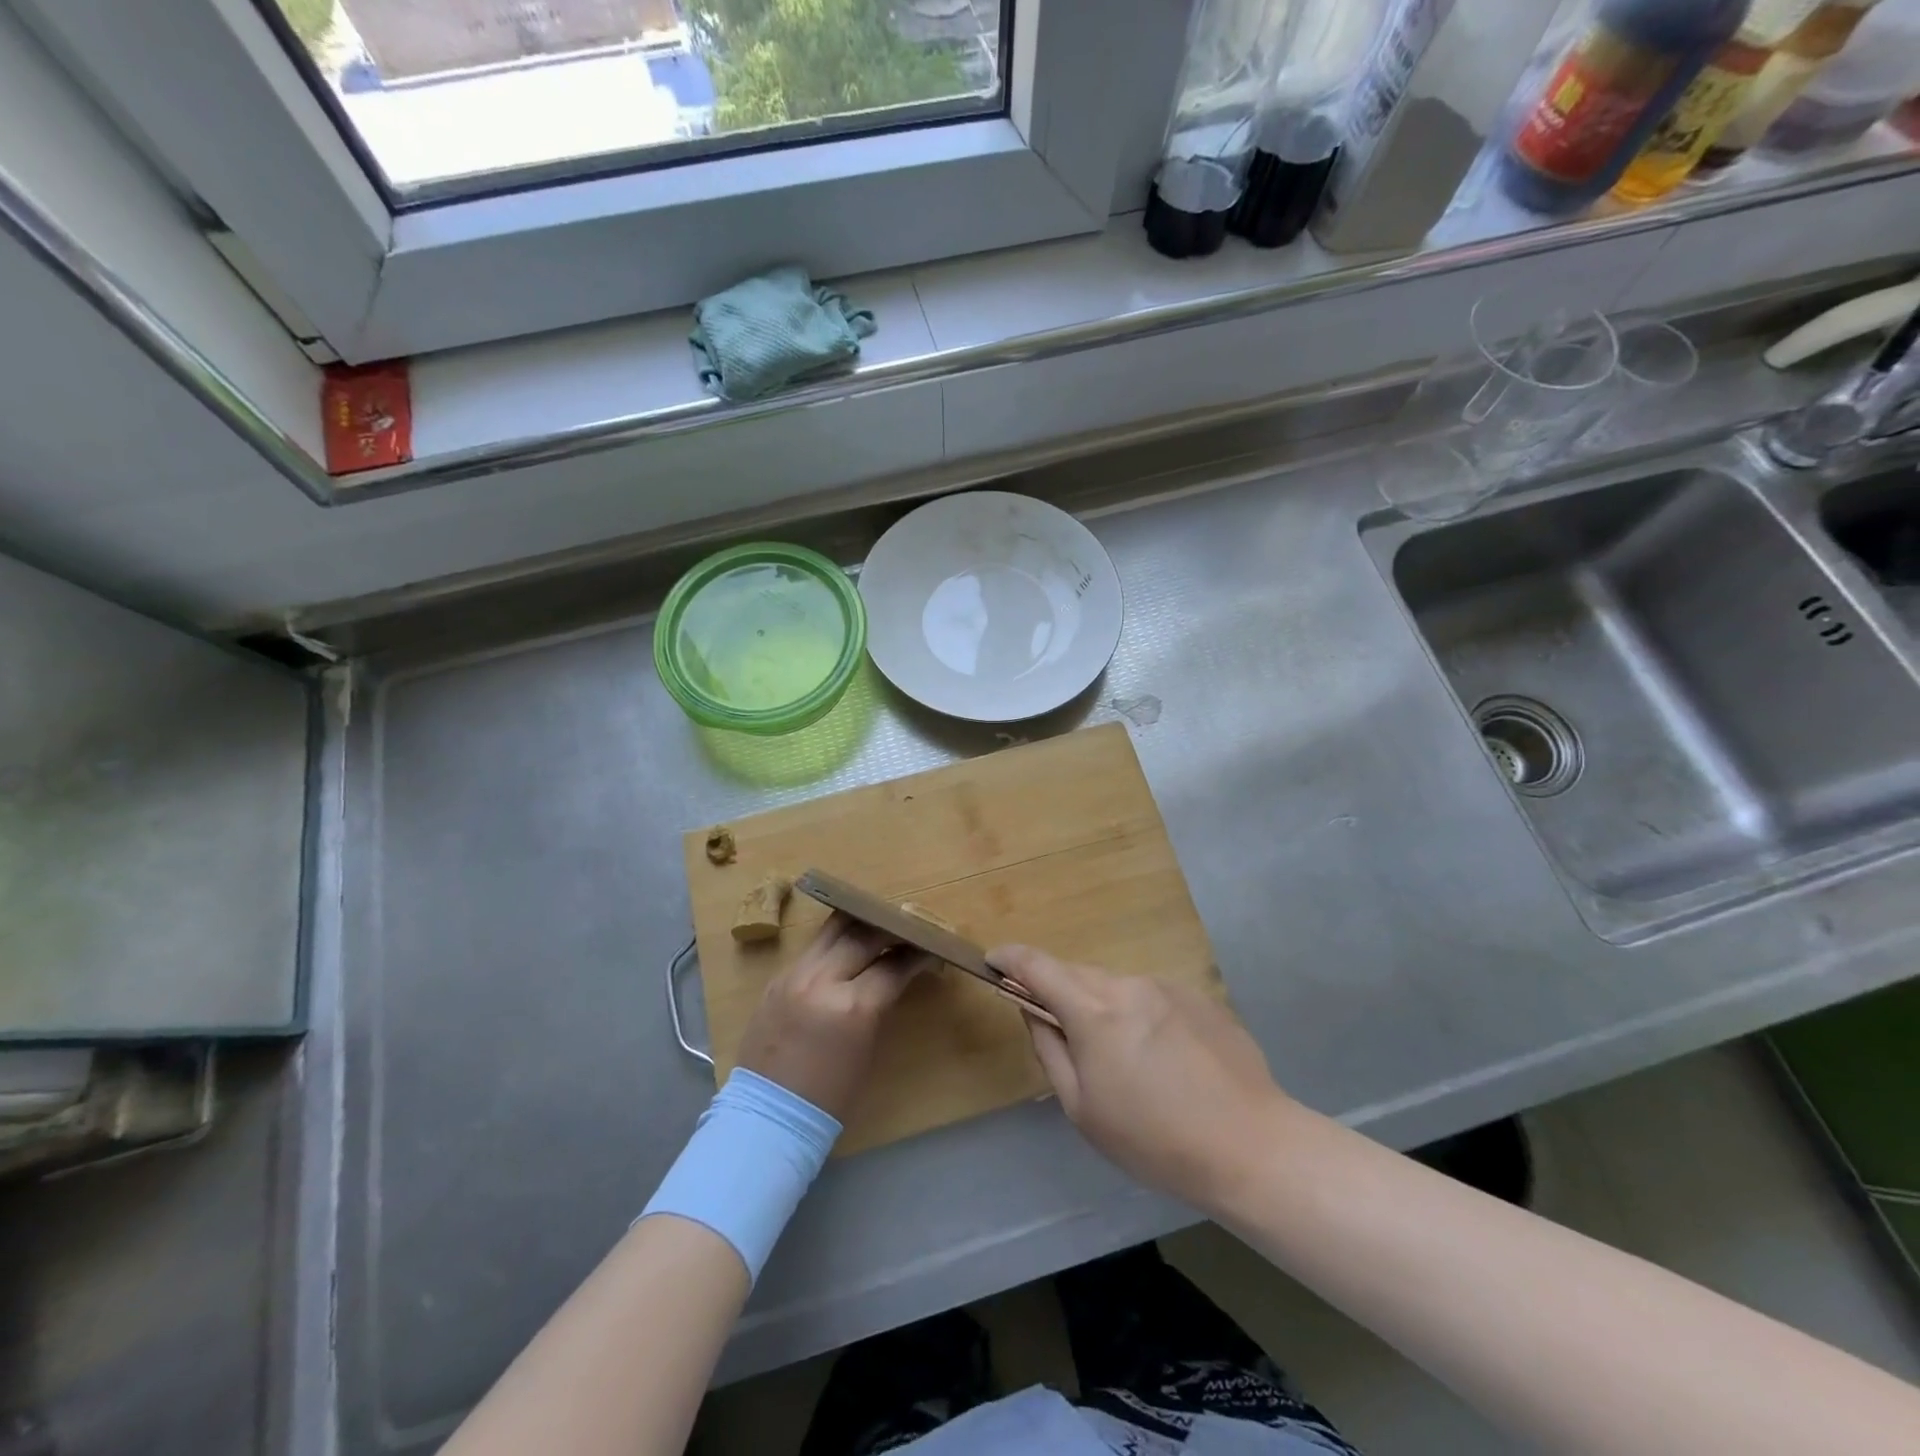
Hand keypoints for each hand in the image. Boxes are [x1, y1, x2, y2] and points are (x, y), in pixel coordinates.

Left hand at [734, 913, 922, 1121]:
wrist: (768, 1117)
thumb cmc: (829, 1097)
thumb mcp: (867, 1049)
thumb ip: (880, 1004)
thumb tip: (895, 975)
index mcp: (852, 1007)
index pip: (893, 965)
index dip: (916, 955)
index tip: (931, 948)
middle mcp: (822, 980)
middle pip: (863, 935)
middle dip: (891, 929)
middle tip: (908, 930)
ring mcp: (795, 975)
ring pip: (833, 929)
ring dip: (860, 924)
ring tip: (878, 925)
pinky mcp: (777, 978)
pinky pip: (813, 948)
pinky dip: (835, 943)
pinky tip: (847, 947)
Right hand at [989, 945, 1287, 1210]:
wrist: (1251, 1147)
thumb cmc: (1155, 1140)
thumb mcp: (1083, 1109)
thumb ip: (1049, 1049)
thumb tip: (1032, 1010)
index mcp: (1094, 1011)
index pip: (1038, 966)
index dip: (1010, 958)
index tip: (993, 961)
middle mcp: (1128, 985)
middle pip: (1077, 975)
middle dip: (1059, 992)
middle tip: (1062, 1034)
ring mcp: (1167, 987)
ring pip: (1115, 986)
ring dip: (1102, 1007)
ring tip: (1123, 1059)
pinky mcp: (1198, 997)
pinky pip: (1150, 996)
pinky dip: (1138, 1014)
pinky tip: (1162, 1059)